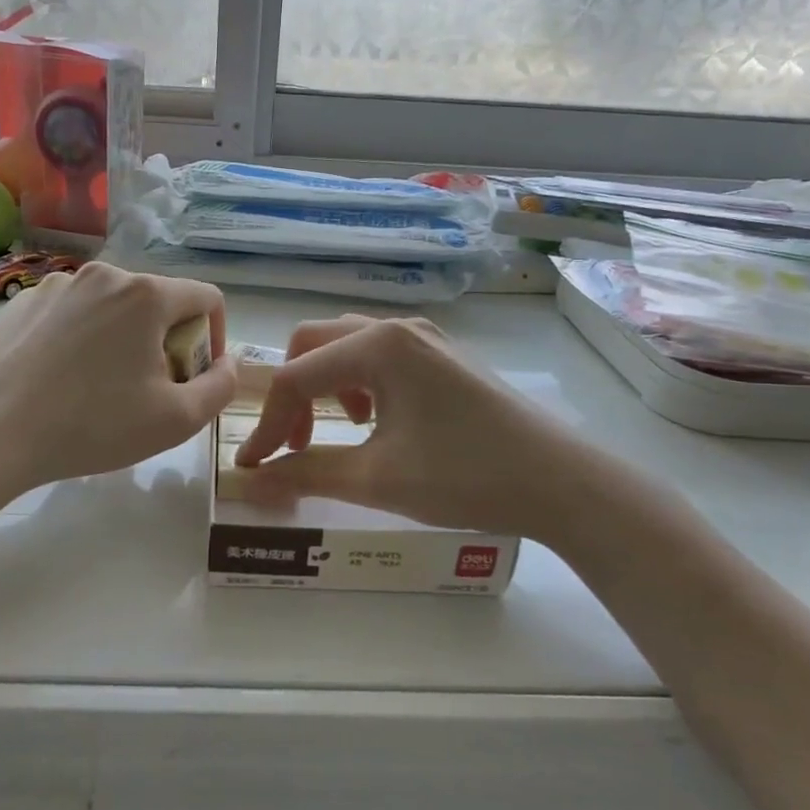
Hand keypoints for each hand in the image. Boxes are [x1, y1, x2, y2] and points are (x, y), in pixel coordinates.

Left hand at [0, 262, 236, 492]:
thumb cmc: (93, 426)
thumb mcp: (177, 419)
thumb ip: (220, 387)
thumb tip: (227, 363)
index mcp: (146, 295)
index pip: (207, 298)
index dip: (216, 337)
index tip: (197, 375)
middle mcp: (103, 275)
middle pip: (158, 302)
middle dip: (167, 341)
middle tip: (150, 390)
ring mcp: (56, 285)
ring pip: (112, 307)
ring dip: (123, 339)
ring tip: (101, 387)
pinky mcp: (20, 303)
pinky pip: (70, 314)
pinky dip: (80, 339)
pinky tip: (59, 379)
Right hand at [234, 315, 569, 538]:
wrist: (560, 482)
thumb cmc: (465, 475)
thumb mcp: (377, 479)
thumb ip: (306, 474)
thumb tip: (250, 482)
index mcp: (378, 345)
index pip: (295, 377)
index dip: (267, 423)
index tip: (252, 466)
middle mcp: (397, 327)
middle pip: (314, 344)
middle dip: (292, 394)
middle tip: (295, 444)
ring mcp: (425, 338)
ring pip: (346, 346)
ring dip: (324, 385)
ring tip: (336, 431)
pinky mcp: (442, 356)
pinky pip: (379, 356)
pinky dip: (357, 383)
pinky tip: (376, 422)